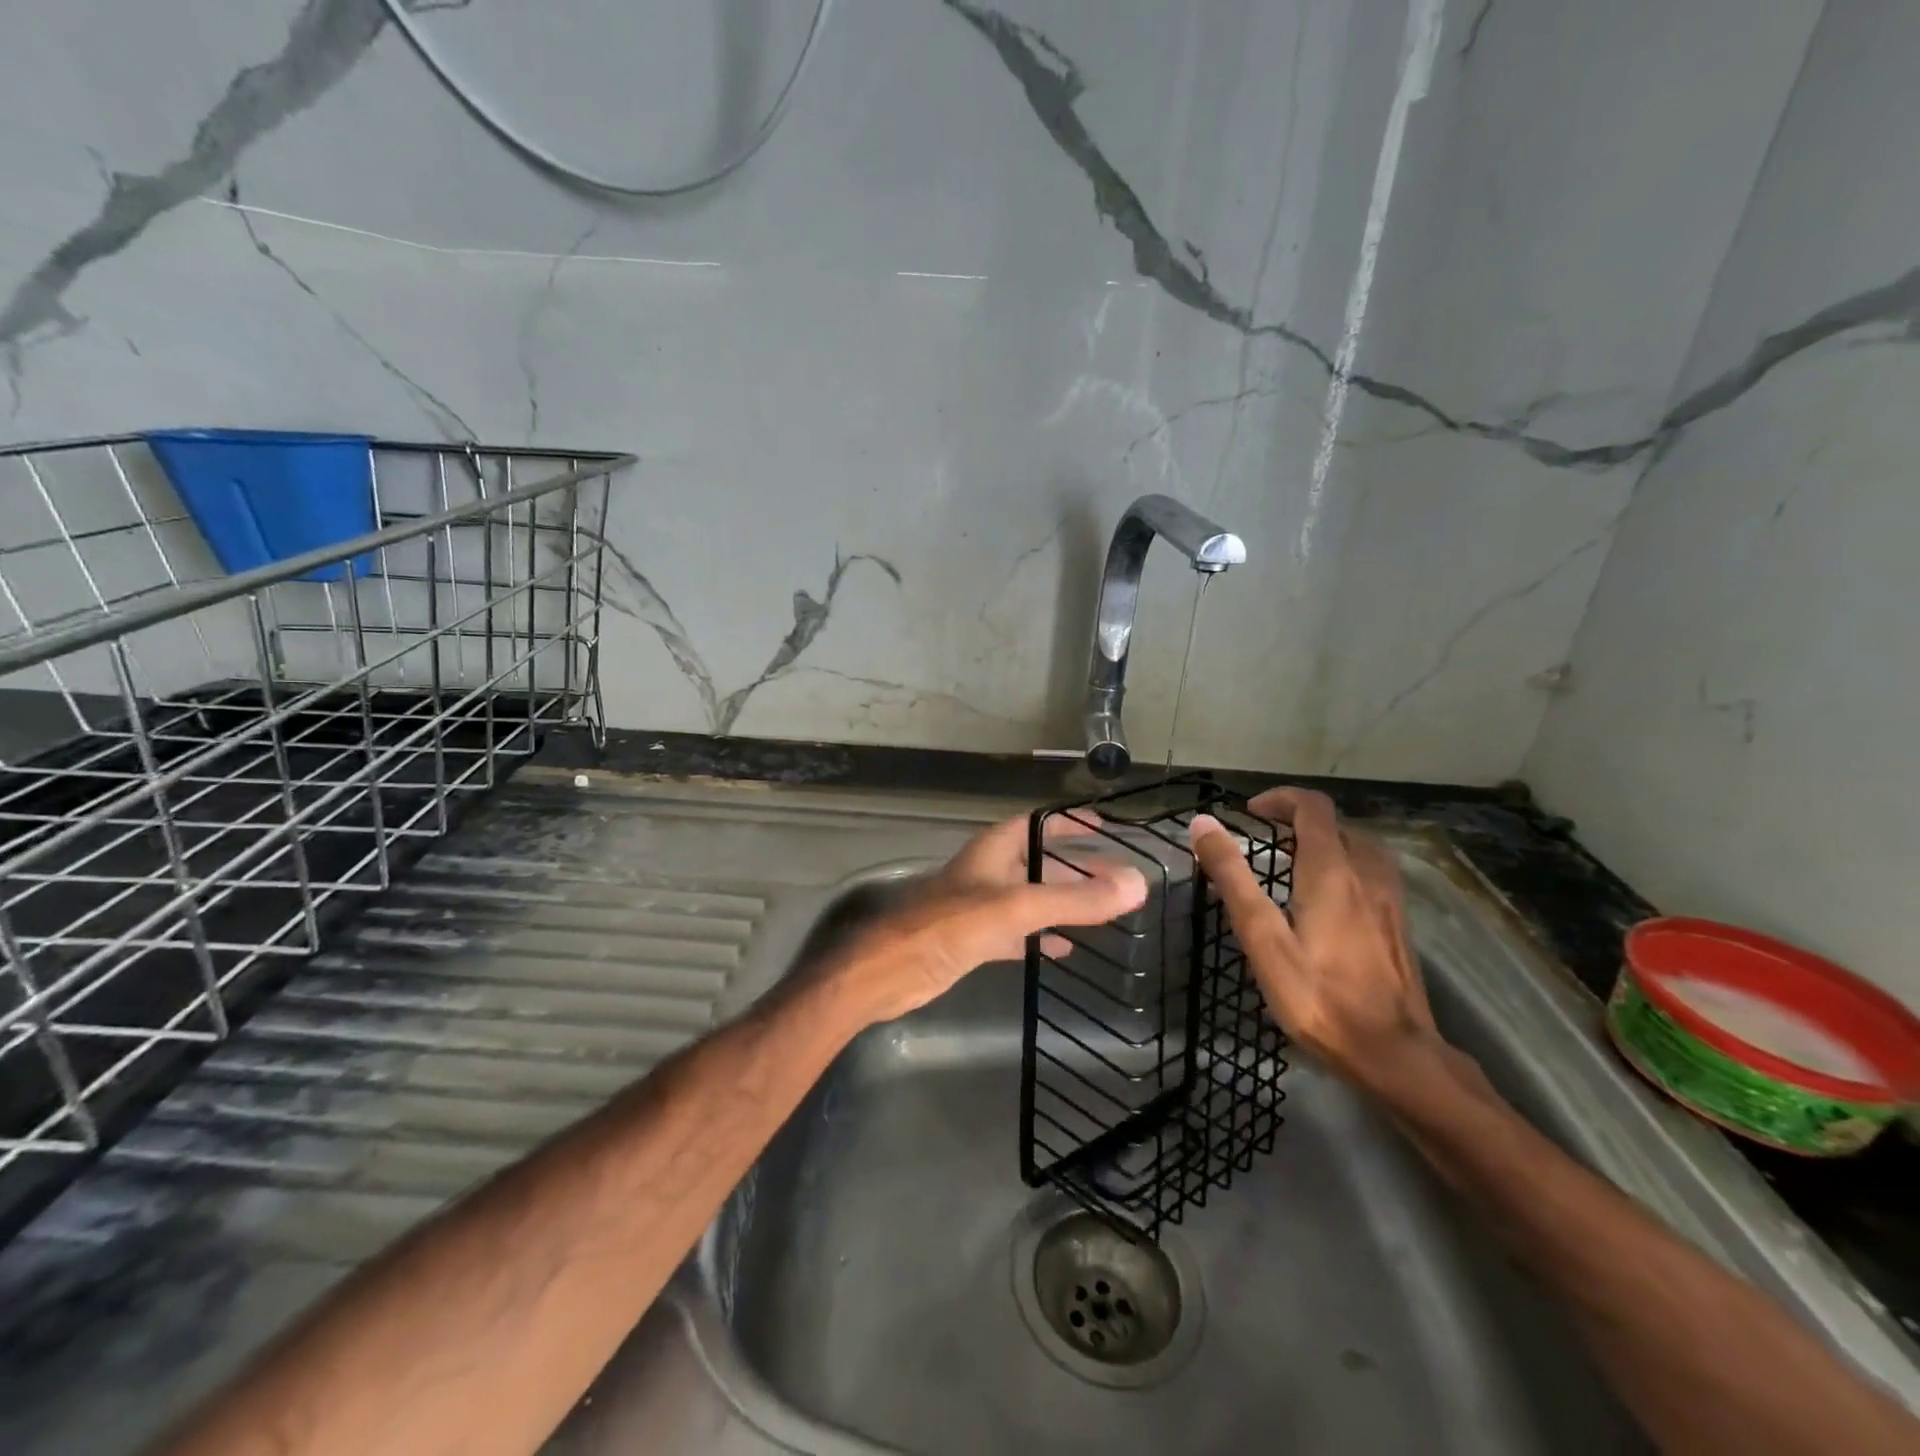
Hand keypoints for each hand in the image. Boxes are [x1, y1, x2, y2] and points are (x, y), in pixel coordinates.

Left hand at [832, 812, 1147, 1025]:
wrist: (891, 970)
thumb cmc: (950, 925)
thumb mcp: (1018, 907)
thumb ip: (1074, 900)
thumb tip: (1136, 885)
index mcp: (994, 849)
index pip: (1038, 824)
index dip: (1070, 824)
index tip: (1105, 829)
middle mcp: (989, 872)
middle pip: (1040, 863)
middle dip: (1077, 870)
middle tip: (1118, 880)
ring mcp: (981, 907)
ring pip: (1032, 899)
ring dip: (1064, 904)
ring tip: (1104, 913)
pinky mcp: (975, 940)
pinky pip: (1019, 933)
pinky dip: (1042, 937)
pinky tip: (1066, 949)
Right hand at [1189, 789, 1442, 1099]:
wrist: (1395, 1055)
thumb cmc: (1319, 997)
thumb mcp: (1263, 939)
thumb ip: (1233, 878)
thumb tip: (1203, 823)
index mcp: (1332, 871)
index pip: (1312, 807)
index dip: (1280, 799)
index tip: (1249, 813)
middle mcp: (1367, 874)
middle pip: (1337, 824)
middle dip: (1298, 820)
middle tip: (1264, 840)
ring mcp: (1390, 900)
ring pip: (1359, 847)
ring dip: (1325, 841)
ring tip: (1292, 864)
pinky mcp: (1398, 924)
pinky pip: (1371, 873)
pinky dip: (1345, 865)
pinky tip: (1329, 899)